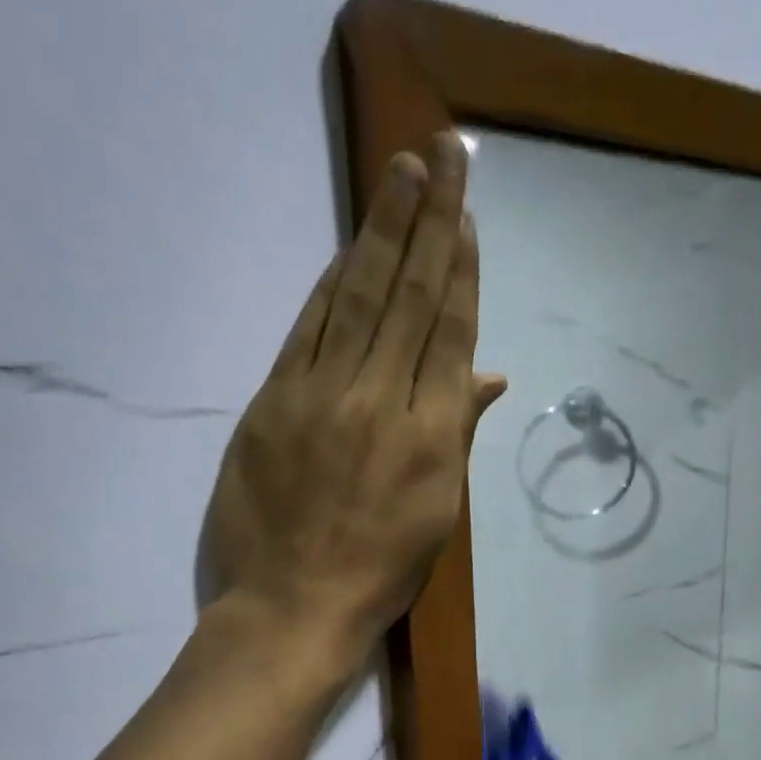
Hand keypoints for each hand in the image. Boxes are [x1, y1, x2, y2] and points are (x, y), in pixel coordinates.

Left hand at [204, 131, 506, 661]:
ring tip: (401, 173)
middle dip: (430, 221)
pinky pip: (306, 330)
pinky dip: (329, 285)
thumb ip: (459, 437)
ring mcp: (321, 397)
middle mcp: (381, 401)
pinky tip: (346, 249)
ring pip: (356, 298)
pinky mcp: (272, 403)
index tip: (467, 215)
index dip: (461, 269)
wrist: (293, 607)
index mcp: (431, 437)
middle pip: (408, 297)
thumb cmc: (379, 574)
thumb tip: (488, 377)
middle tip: (442, 152)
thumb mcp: (438, 516)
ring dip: (381, 231)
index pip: (449, 333)